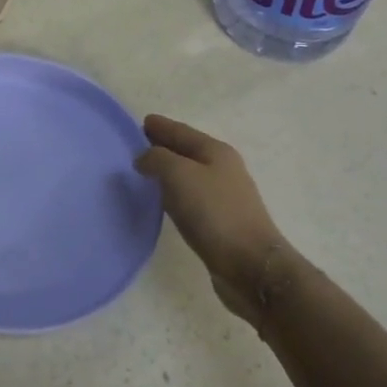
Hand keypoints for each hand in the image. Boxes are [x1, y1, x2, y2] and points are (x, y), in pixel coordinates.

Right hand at [136, 114, 293, 327]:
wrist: (250, 265)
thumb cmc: (214, 212)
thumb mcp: (179, 175)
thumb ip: (156, 159)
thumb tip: (144, 159)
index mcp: (216, 152)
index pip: (182, 131)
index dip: (161, 126)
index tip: (142, 122)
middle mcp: (223, 169)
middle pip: (187, 151)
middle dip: (163, 146)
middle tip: (136, 146)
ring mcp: (224, 196)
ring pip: (189, 174)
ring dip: (168, 171)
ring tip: (144, 172)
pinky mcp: (220, 221)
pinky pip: (191, 197)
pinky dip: (174, 193)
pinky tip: (163, 201)